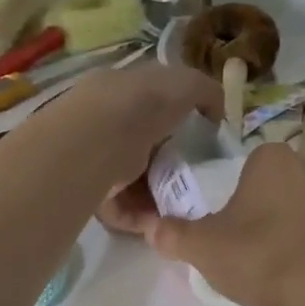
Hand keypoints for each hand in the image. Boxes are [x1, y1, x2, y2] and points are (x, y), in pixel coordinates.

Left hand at [46, 64, 219, 229]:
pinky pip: (119, 205)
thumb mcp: (187, 84)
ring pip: (132, 179)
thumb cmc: (145, 104)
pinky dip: (139, 215)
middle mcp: (106, 121)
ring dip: (157, 195)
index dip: (178, 122)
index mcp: (125, 90)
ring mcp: (95, 156)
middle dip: (170, 165)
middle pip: (144, 146)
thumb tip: (216, 114)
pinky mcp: (88, 188)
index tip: (201, 144)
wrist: (99, 138)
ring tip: (180, 208)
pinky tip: (158, 221)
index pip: (153, 104)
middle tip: (194, 181)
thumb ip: (206, 93)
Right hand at [147, 144, 304, 305]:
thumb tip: (152, 228)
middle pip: (274, 188)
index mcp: (273, 159)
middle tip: (243, 247)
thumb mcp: (203, 248)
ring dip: (288, 231)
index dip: (231, 197)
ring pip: (302, 211)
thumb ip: (174, 235)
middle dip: (260, 212)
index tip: (224, 228)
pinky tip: (299, 278)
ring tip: (271, 267)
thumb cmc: (261, 256)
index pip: (245, 168)